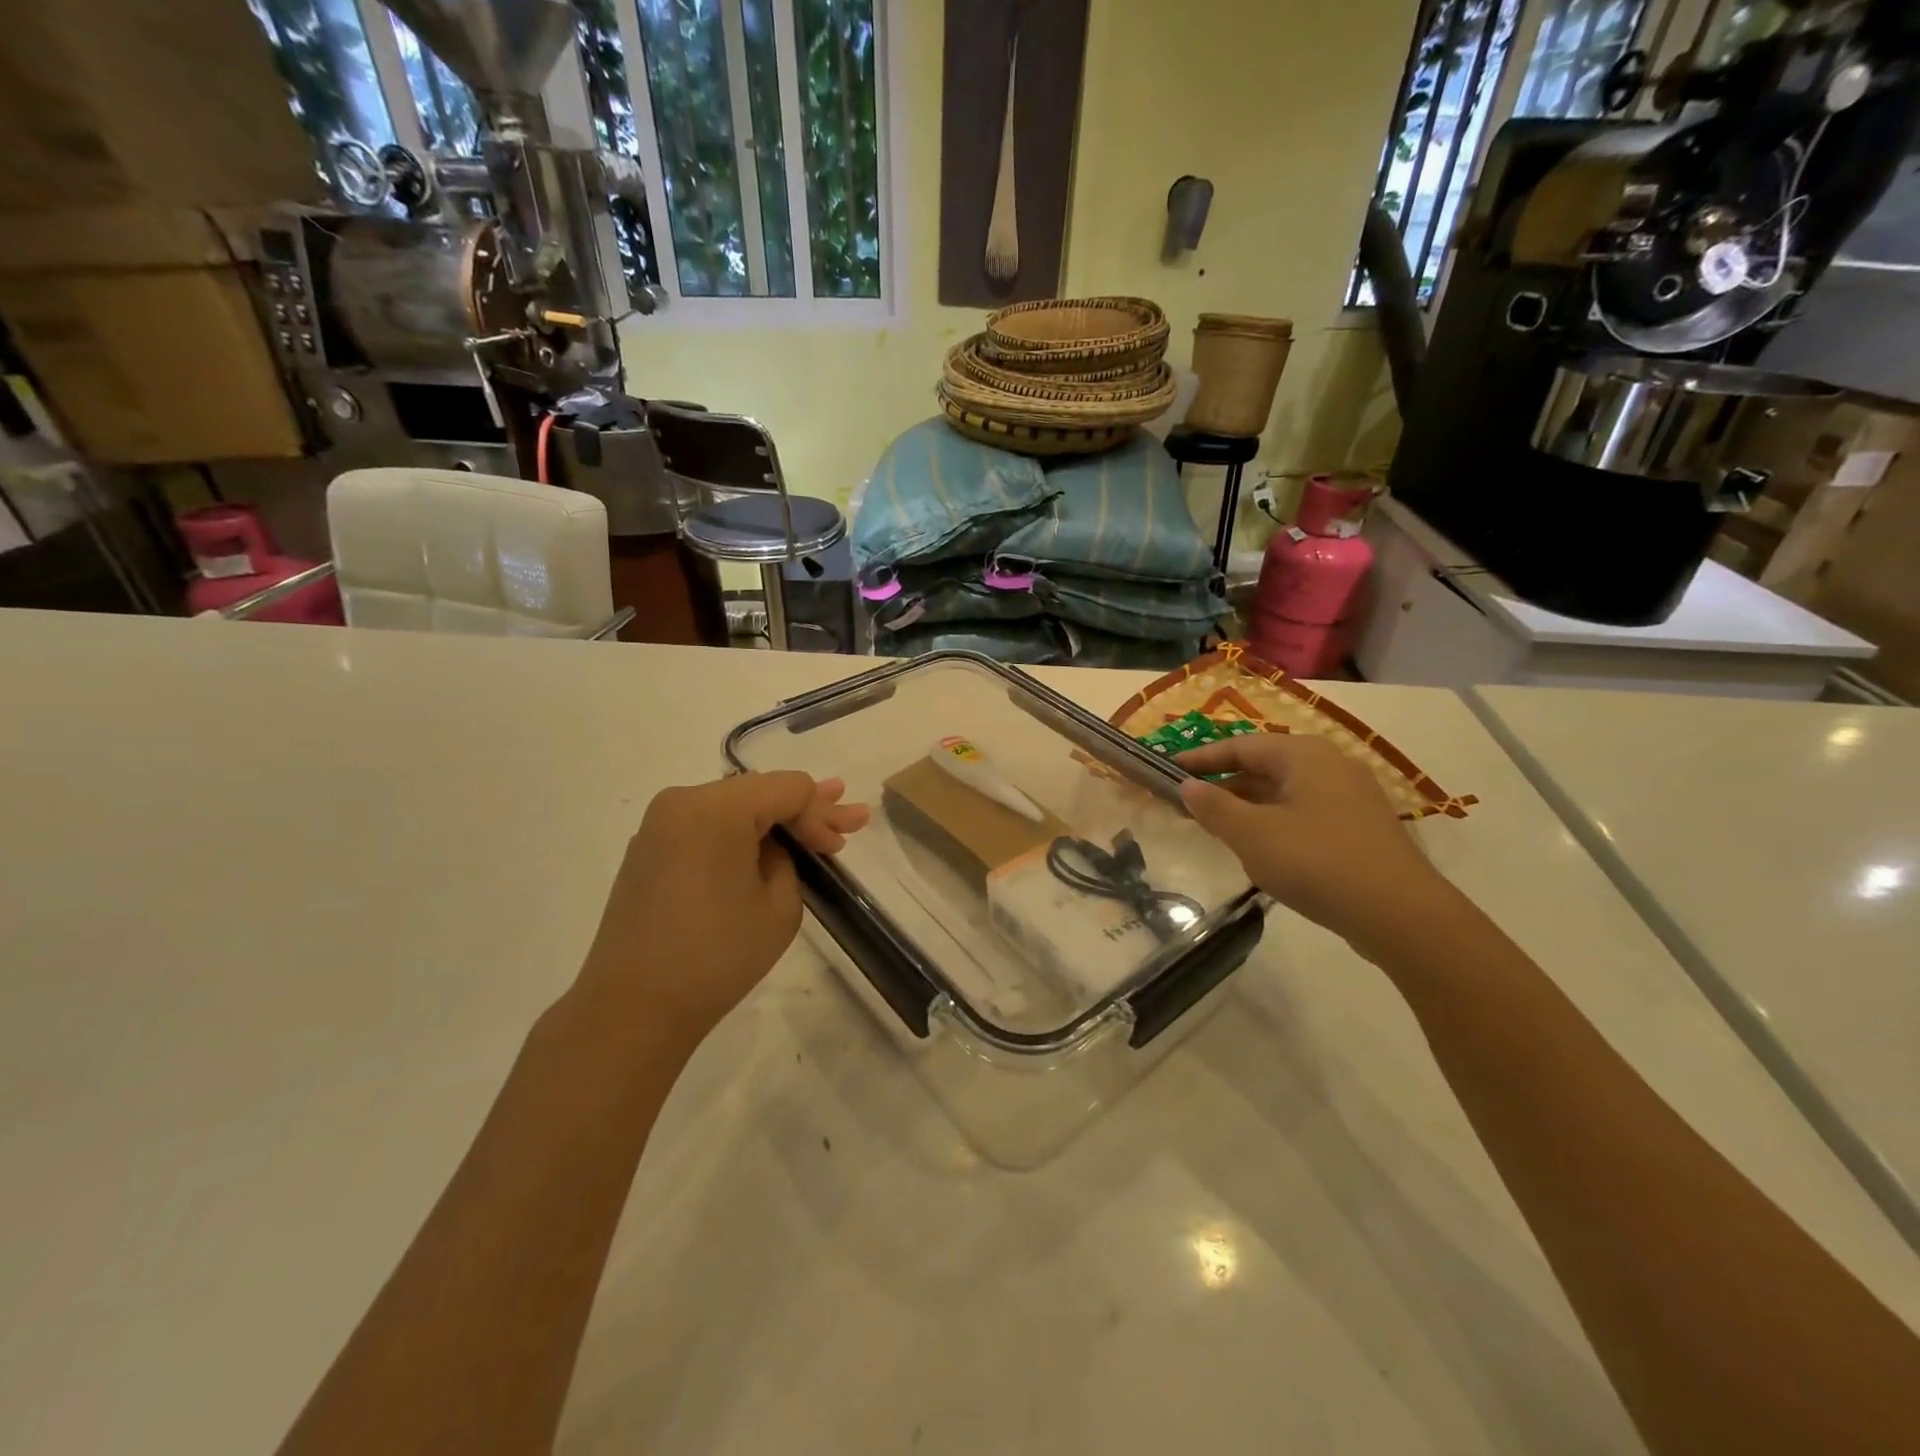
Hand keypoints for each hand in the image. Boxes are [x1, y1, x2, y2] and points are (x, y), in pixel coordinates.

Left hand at [571, 773, 869, 1050]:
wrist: (633, 1008)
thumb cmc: (716, 956)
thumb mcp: (779, 906)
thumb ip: (787, 860)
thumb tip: (770, 848)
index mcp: (716, 808)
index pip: (788, 789)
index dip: (822, 813)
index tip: (842, 846)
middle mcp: (682, 801)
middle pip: (759, 791)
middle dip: (805, 809)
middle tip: (851, 817)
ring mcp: (659, 825)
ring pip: (733, 806)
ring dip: (773, 819)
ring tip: (813, 825)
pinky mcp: (649, 850)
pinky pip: (706, 827)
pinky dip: (740, 833)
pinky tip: (765, 842)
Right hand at [1176, 734, 1454, 950]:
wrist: (1401, 914)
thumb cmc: (1316, 861)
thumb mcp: (1252, 835)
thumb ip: (1215, 808)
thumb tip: (1188, 786)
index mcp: (1304, 755)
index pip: (1240, 746)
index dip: (1201, 759)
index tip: (1168, 771)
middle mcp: (1331, 765)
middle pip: (1264, 766)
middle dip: (1225, 784)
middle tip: (1189, 804)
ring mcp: (1352, 797)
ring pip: (1286, 792)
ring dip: (1249, 806)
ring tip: (1219, 828)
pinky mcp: (1362, 828)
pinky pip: (1306, 813)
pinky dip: (1276, 822)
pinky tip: (1263, 851)